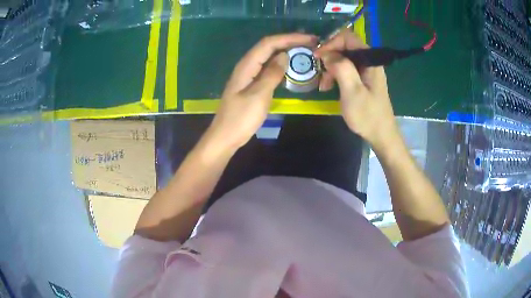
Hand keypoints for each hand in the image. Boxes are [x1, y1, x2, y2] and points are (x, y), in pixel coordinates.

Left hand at [207, 33, 317, 148]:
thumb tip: (284, 55)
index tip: (309, 39)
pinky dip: (281, 64)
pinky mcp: (252, 84)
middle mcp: (247, 66)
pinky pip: (268, 68)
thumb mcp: (258, 95)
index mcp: (247, 65)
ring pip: (269, 56)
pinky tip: (291, 67)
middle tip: (311, 43)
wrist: (226, 137)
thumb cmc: (241, 118)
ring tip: (305, 51)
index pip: (269, 43)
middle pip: (269, 46)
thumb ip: (271, 74)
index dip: (289, 38)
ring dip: (286, 51)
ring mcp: (249, 75)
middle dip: (289, 41)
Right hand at [314, 31, 397, 148]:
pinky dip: (335, 75)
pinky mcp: (362, 79)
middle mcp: (369, 61)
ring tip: (323, 84)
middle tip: (318, 70)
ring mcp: (366, 70)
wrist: (381, 135)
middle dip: (329, 56)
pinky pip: (346, 70)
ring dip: (330, 68)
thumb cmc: (368, 115)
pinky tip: (328, 87)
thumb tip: (327, 53)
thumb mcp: (352, 91)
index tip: (317, 55)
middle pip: (345, 47)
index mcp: (370, 60)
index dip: (331, 42)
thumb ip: (341, 68)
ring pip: (343, 59)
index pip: (348, 38)